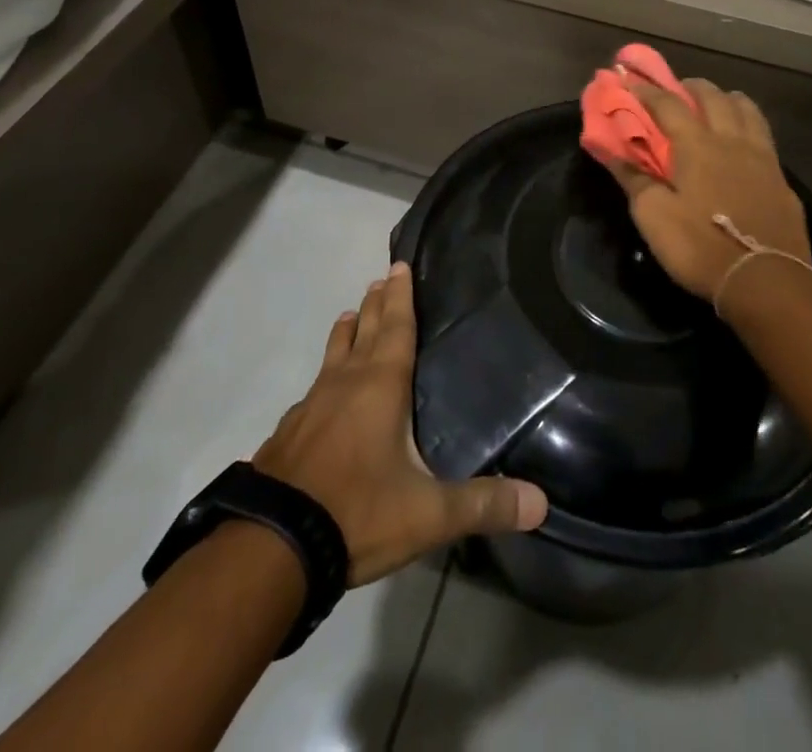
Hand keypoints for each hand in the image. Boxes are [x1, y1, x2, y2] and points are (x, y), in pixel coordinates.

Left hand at [254, 262, 549, 584]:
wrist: (271, 546)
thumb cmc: (357, 512)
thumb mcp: (428, 514)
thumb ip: (483, 504)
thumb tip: (541, 502)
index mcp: (380, 386)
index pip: (395, 327)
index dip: (401, 296)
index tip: (399, 264)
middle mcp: (344, 383)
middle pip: (363, 331)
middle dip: (375, 304)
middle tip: (380, 279)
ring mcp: (310, 406)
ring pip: (333, 355)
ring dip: (346, 333)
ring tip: (350, 314)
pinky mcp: (288, 432)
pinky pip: (313, 389)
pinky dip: (325, 376)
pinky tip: (320, 392)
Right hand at [604, 77, 811, 300]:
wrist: (765, 280)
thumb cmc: (699, 246)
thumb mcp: (653, 216)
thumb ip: (633, 178)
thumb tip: (609, 150)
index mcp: (697, 145)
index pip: (668, 104)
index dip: (647, 90)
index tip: (629, 78)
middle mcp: (731, 141)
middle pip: (713, 97)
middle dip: (691, 86)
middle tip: (677, 88)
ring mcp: (763, 158)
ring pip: (747, 110)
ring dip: (727, 99)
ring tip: (717, 103)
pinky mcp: (782, 180)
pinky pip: (765, 138)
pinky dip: (750, 127)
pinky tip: (745, 143)